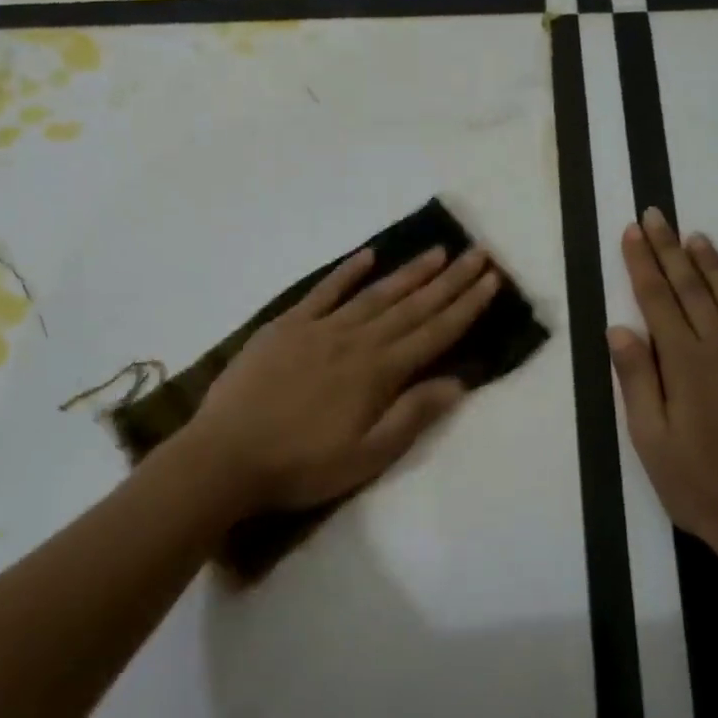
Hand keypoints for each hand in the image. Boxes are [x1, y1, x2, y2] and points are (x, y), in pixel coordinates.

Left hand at [188, 244, 500, 513]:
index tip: (491, 280)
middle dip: (449, 280)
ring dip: (409, 272)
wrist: (226, 455)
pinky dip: (347, 271)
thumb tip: (458, 381)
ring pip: (375, 293)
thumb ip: (412, 415)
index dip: (466, 306)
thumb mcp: (366, 457)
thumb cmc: (301, 466)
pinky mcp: (287, 325)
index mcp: (378, 373)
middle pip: (412, 305)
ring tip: (437, 251)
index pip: (434, 333)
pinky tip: (368, 255)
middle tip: (477, 254)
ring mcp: (319, 328)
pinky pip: (324, 291)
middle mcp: (356, 340)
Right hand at [607, 207, 717, 585]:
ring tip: (698, 237)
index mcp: (686, 366)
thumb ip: (637, 380)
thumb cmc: (700, 488)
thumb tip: (620, 329)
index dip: (642, 264)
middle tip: (657, 217)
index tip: (632, 232)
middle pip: (693, 291)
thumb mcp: (651, 441)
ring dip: (715, 268)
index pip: (657, 301)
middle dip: (671, 251)